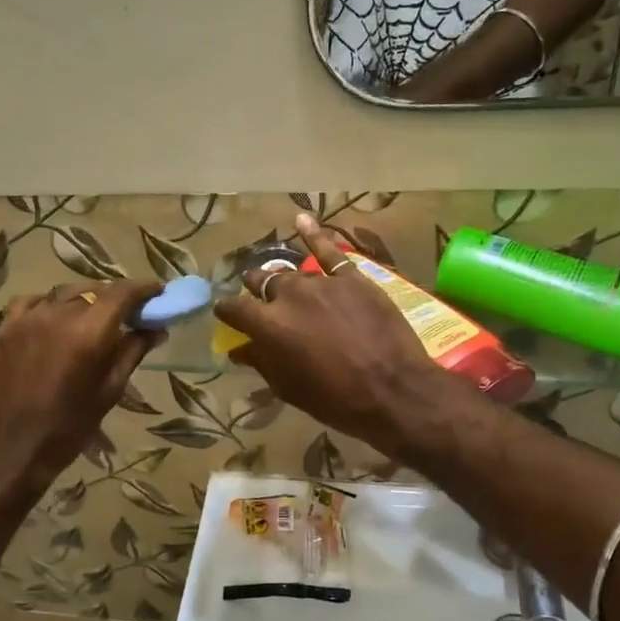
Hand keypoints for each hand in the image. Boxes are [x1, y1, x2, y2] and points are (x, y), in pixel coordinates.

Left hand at [0, 281, 162, 488]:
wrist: (11, 448)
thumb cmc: (69, 427)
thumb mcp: (109, 390)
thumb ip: (132, 352)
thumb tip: (156, 329)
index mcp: (88, 333)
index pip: (121, 294)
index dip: (143, 289)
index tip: (158, 292)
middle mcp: (58, 315)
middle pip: (94, 291)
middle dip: (115, 297)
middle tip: (130, 312)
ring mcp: (28, 318)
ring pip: (64, 293)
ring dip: (85, 300)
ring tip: (95, 316)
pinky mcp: (6, 327)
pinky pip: (33, 302)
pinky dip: (51, 305)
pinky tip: (57, 319)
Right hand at [213, 215, 453, 458]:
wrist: (393, 390)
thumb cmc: (335, 400)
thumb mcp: (289, 388)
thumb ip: (262, 362)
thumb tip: (240, 348)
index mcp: (268, 325)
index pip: (234, 308)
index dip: (227, 311)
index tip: (225, 314)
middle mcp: (288, 295)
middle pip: (263, 282)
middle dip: (256, 288)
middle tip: (260, 297)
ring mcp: (322, 283)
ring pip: (293, 272)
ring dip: (284, 277)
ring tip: (280, 278)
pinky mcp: (352, 278)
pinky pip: (330, 251)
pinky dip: (314, 235)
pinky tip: (302, 220)